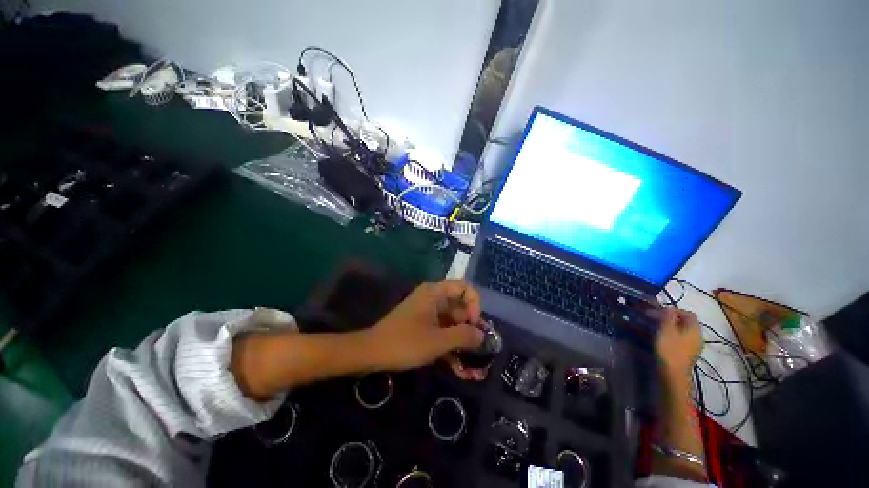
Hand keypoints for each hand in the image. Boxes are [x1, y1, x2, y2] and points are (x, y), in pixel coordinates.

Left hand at [365, 280, 486, 379]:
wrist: (372, 353)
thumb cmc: (405, 342)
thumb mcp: (438, 340)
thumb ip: (463, 336)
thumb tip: (483, 335)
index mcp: (435, 293)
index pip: (464, 288)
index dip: (474, 305)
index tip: (474, 325)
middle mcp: (434, 300)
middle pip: (460, 309)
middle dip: (472, 331)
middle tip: (480, 353)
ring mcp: (429, 315)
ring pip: (453, 325)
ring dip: (463, 345)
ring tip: (475, 371)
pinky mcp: (425, 328)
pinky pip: (443, 334)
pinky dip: (451, 349)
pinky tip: (462, 371)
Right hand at [654, 308, 701, 377]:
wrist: (673, 373)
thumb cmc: (669, 349)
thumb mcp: (666, 329)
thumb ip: (668, 317)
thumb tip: (669, 308)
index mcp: (695, 329)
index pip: (688, 313)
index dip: (674, 310)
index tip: (659, 311)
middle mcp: (698, 336)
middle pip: (687, 323)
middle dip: (672, 319)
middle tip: (657, 319)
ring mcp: (695, 347)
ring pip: (684, 332)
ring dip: (672, 328)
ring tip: (658, 328)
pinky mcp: (688, 354)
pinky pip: (682, 340)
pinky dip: (673, 336)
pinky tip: (663, 339)